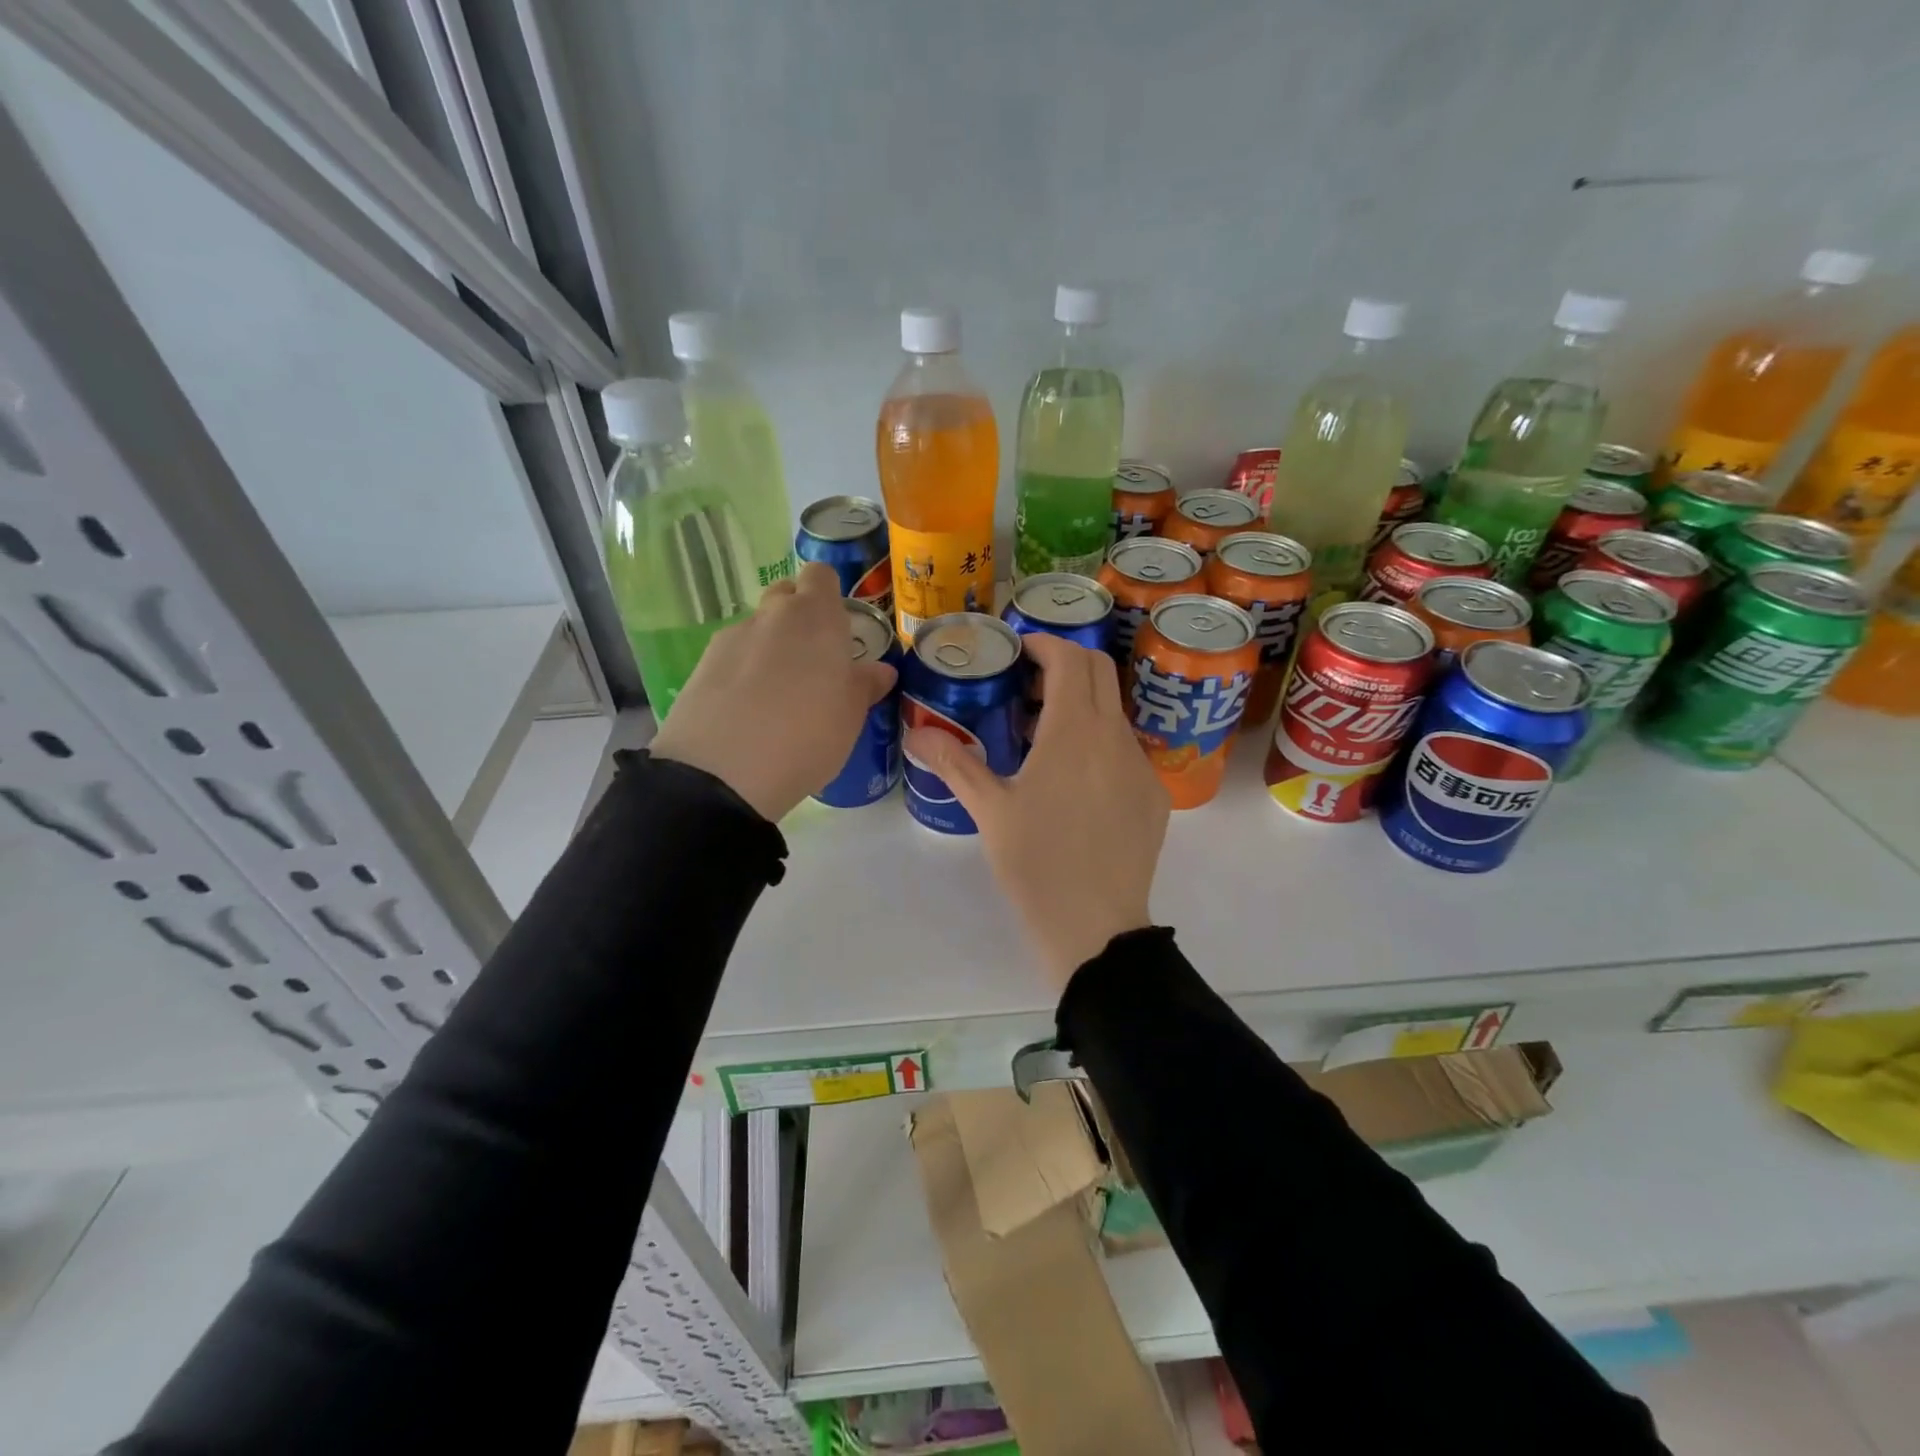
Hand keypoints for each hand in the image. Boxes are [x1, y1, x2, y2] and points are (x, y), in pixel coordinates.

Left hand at [650, 563, 895, 820]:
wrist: (723, 773)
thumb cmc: (807, 735)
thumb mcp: (851, 716)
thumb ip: (866, 685)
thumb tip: (881, 670)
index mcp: (816, 617)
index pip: (821, 575)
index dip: (829, 595)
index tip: (838, 627)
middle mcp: (772, 615)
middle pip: (786, 595)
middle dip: (799, 618)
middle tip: (814, 662)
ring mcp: (732, 637)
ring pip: (758, 628)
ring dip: (770, 648)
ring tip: (778, 696)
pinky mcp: (702, 665)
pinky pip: (733, 657)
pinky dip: (743, 672)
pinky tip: (747, 711)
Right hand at [904, 635, 1169, 987]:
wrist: (1095, 926)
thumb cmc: (1036, 862)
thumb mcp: (989, 810)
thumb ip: (954, 762)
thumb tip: (915, 733)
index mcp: (1074, 731)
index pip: (1070, 659)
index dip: (1043, 644)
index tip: (1017, 651)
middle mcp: (1115, 737)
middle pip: (1099, 672)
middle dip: (1064, 665)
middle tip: (1025, 689)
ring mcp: (1141, 766)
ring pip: (1112, 713)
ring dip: (1080, 707)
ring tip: (1041, 741)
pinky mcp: (1153, 795)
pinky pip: (1125, 750)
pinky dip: (1097, 743)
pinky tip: (1073, 784)